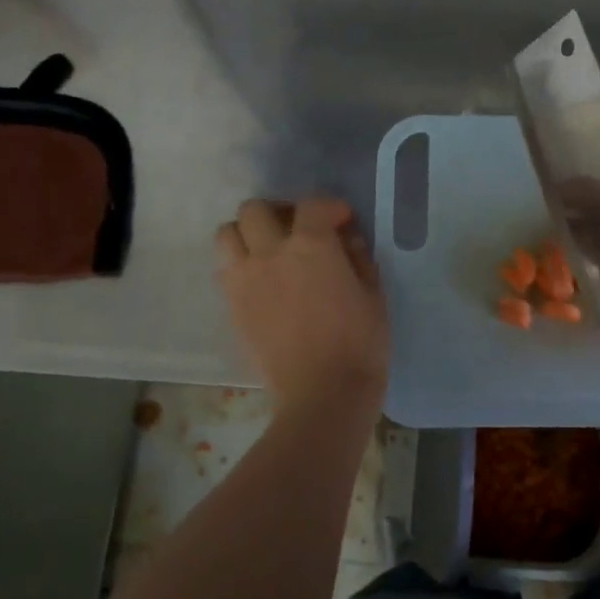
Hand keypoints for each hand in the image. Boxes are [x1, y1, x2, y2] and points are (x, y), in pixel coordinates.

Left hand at [215, 198, 388, 412]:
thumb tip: (346, 239)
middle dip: (278, 212)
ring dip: (247, 234)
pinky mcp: (232, 306)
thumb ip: (359, 258)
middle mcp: (271, 253)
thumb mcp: (374, 295)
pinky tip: (262, 281)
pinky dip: (240, 265)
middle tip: (298, 230)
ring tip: (269, 251)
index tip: (343, 221)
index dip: (330, 207)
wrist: (323, 394)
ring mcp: (245, 280)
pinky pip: (225, 270)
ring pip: (227, 234)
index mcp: (312, 245)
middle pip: (255, 209)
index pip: (312, 205)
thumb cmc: (360, 343)